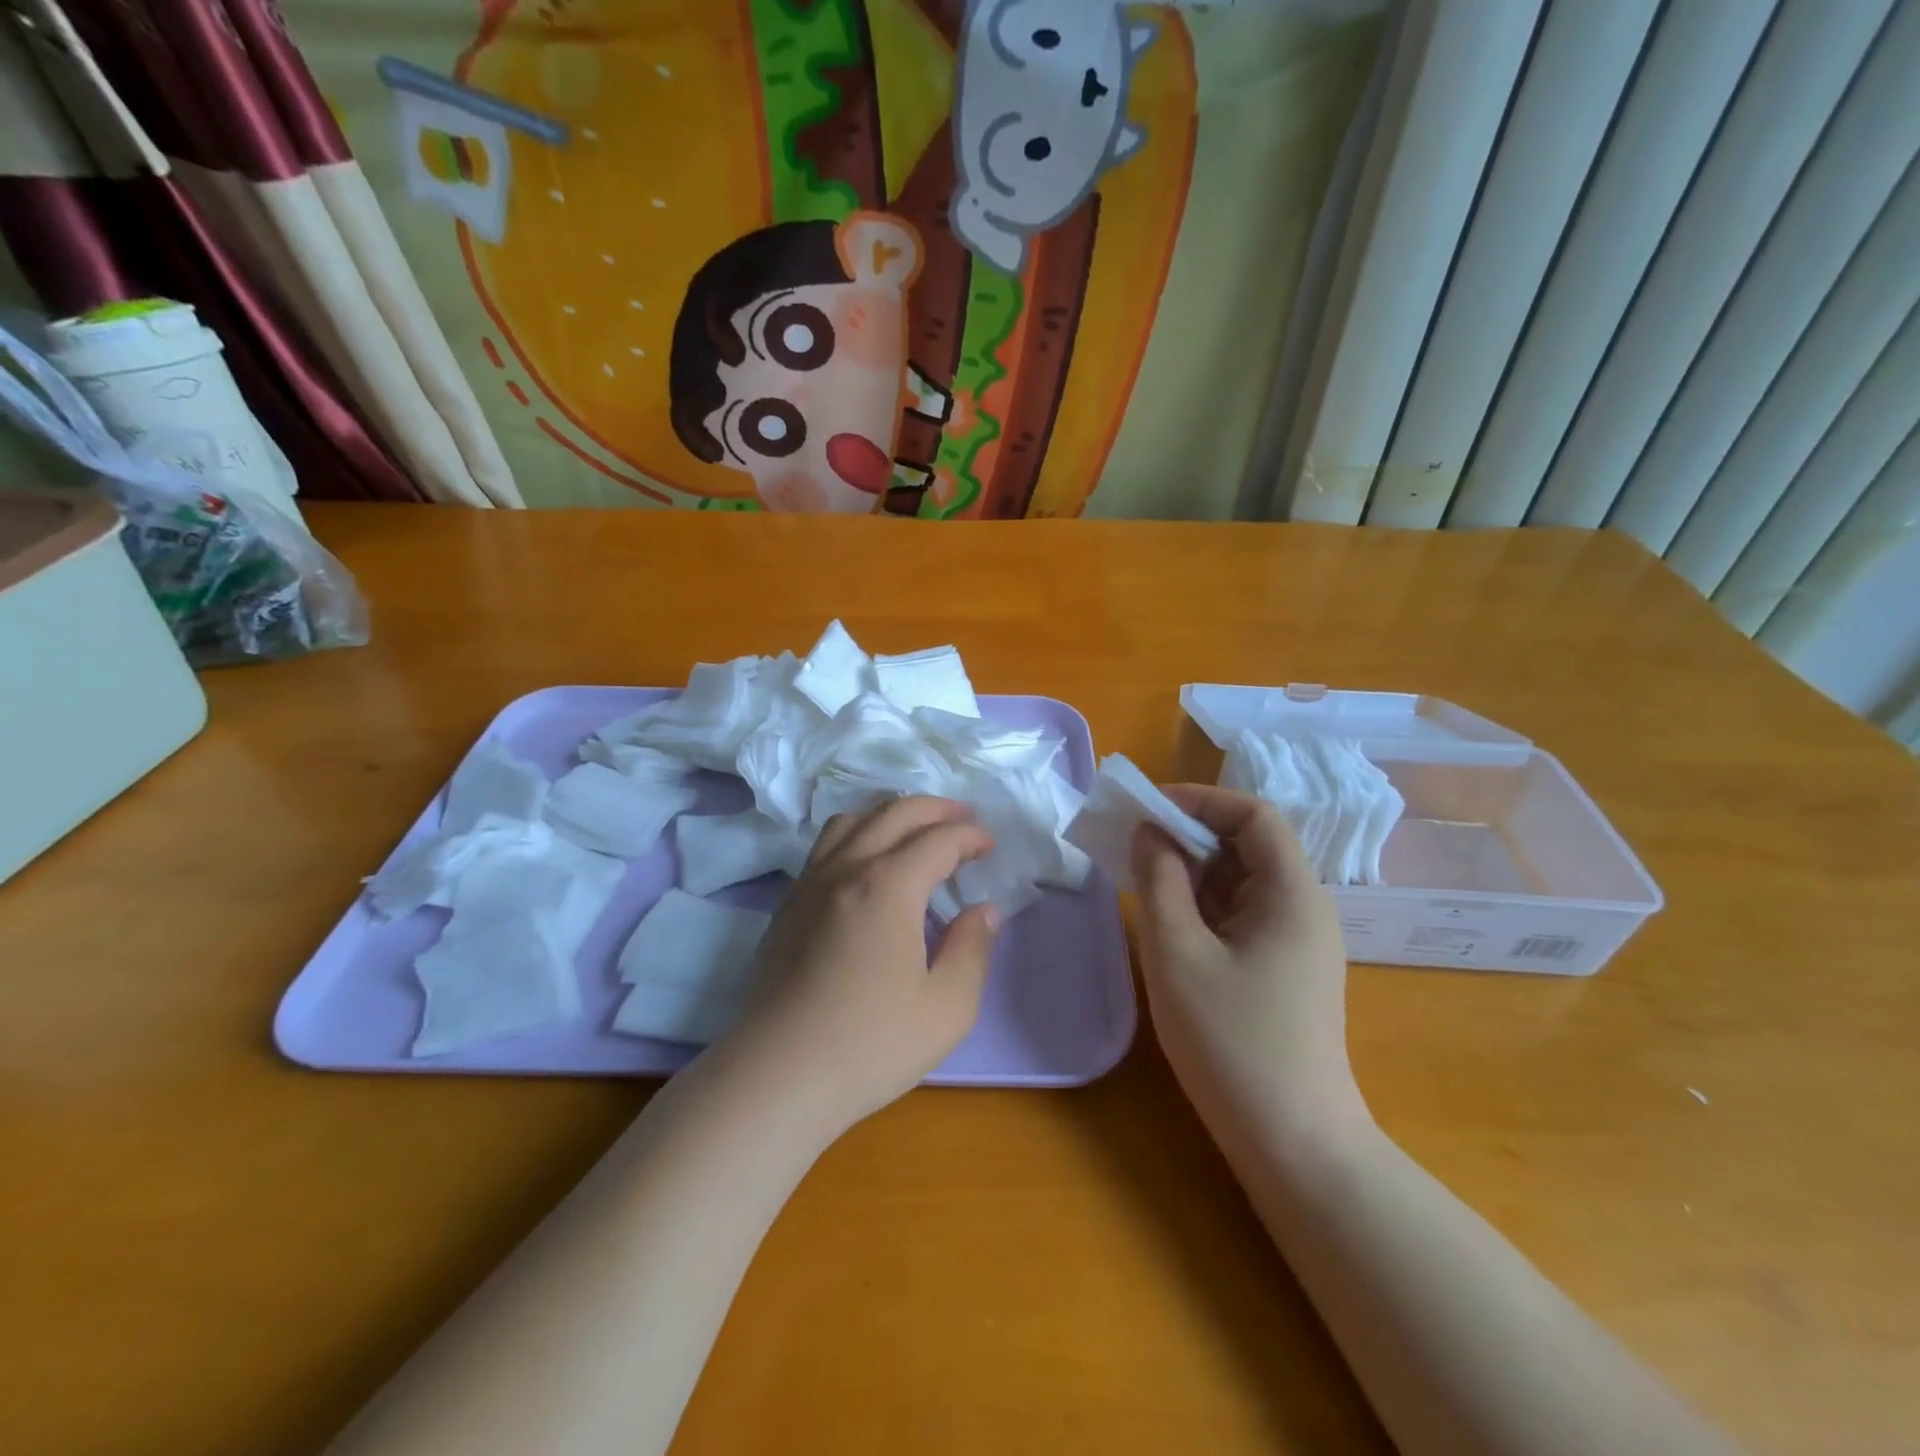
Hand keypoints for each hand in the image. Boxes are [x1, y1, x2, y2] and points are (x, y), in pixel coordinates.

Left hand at [723, 797, 1000, 1133]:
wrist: (778, 1076)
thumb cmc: (870, 1044)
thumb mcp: (947, 1008)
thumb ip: (973, 950)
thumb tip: (983, 910)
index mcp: (889, 886)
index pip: (938, 840)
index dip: (970, 836)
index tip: (990, 845)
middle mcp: (847, 869)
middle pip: (894, 813)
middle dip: (935, 809)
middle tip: (963, 819)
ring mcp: (810, 884)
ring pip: (852, 821)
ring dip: (890, 814)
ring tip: (914, 831)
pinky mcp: (788, 905)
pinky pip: (826, 846)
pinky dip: (858, 834)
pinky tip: (866, 863)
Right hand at [1131, 785, 1367, 1140]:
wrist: (1292, 1144)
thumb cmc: (1232, 1042)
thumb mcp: (1178, 953)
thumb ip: (1159, 882)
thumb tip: (1150, 833)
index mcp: (1292, 894)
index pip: (1254, 815)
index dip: (1201, 800)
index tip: (1148, 808)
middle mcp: (1302, 908)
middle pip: (1248, 845)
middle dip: (1188, 833)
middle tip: (1132, 842)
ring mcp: (1295, 942)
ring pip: (1240, 881)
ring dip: (1191, 869)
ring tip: (1140, 875)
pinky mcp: (1281, 969)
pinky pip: (1239, 915)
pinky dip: (1201, 903)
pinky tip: (1166, 919)